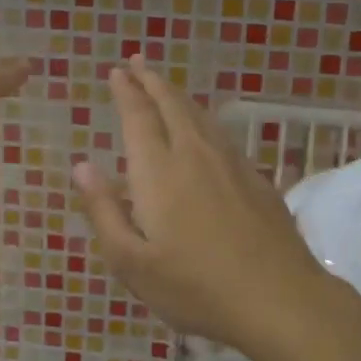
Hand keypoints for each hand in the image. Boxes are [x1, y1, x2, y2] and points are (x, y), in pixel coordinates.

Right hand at [71, 57, 335, 351]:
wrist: (278, 299)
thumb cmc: (194, 287)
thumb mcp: (131, 262)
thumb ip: (104, 211)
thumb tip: (82, 166)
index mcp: (159, 171)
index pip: (138, 117)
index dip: (126, 91)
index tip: (117, 71)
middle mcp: (195, 155)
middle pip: (172, 105)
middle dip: (151, 80)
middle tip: (137, 62)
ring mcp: (232, 164)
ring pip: (201, 116)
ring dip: (178, 96)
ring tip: (165, 87)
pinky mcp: (257, 179)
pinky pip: (222, 135)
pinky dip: (204, 121)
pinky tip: (204, 131)